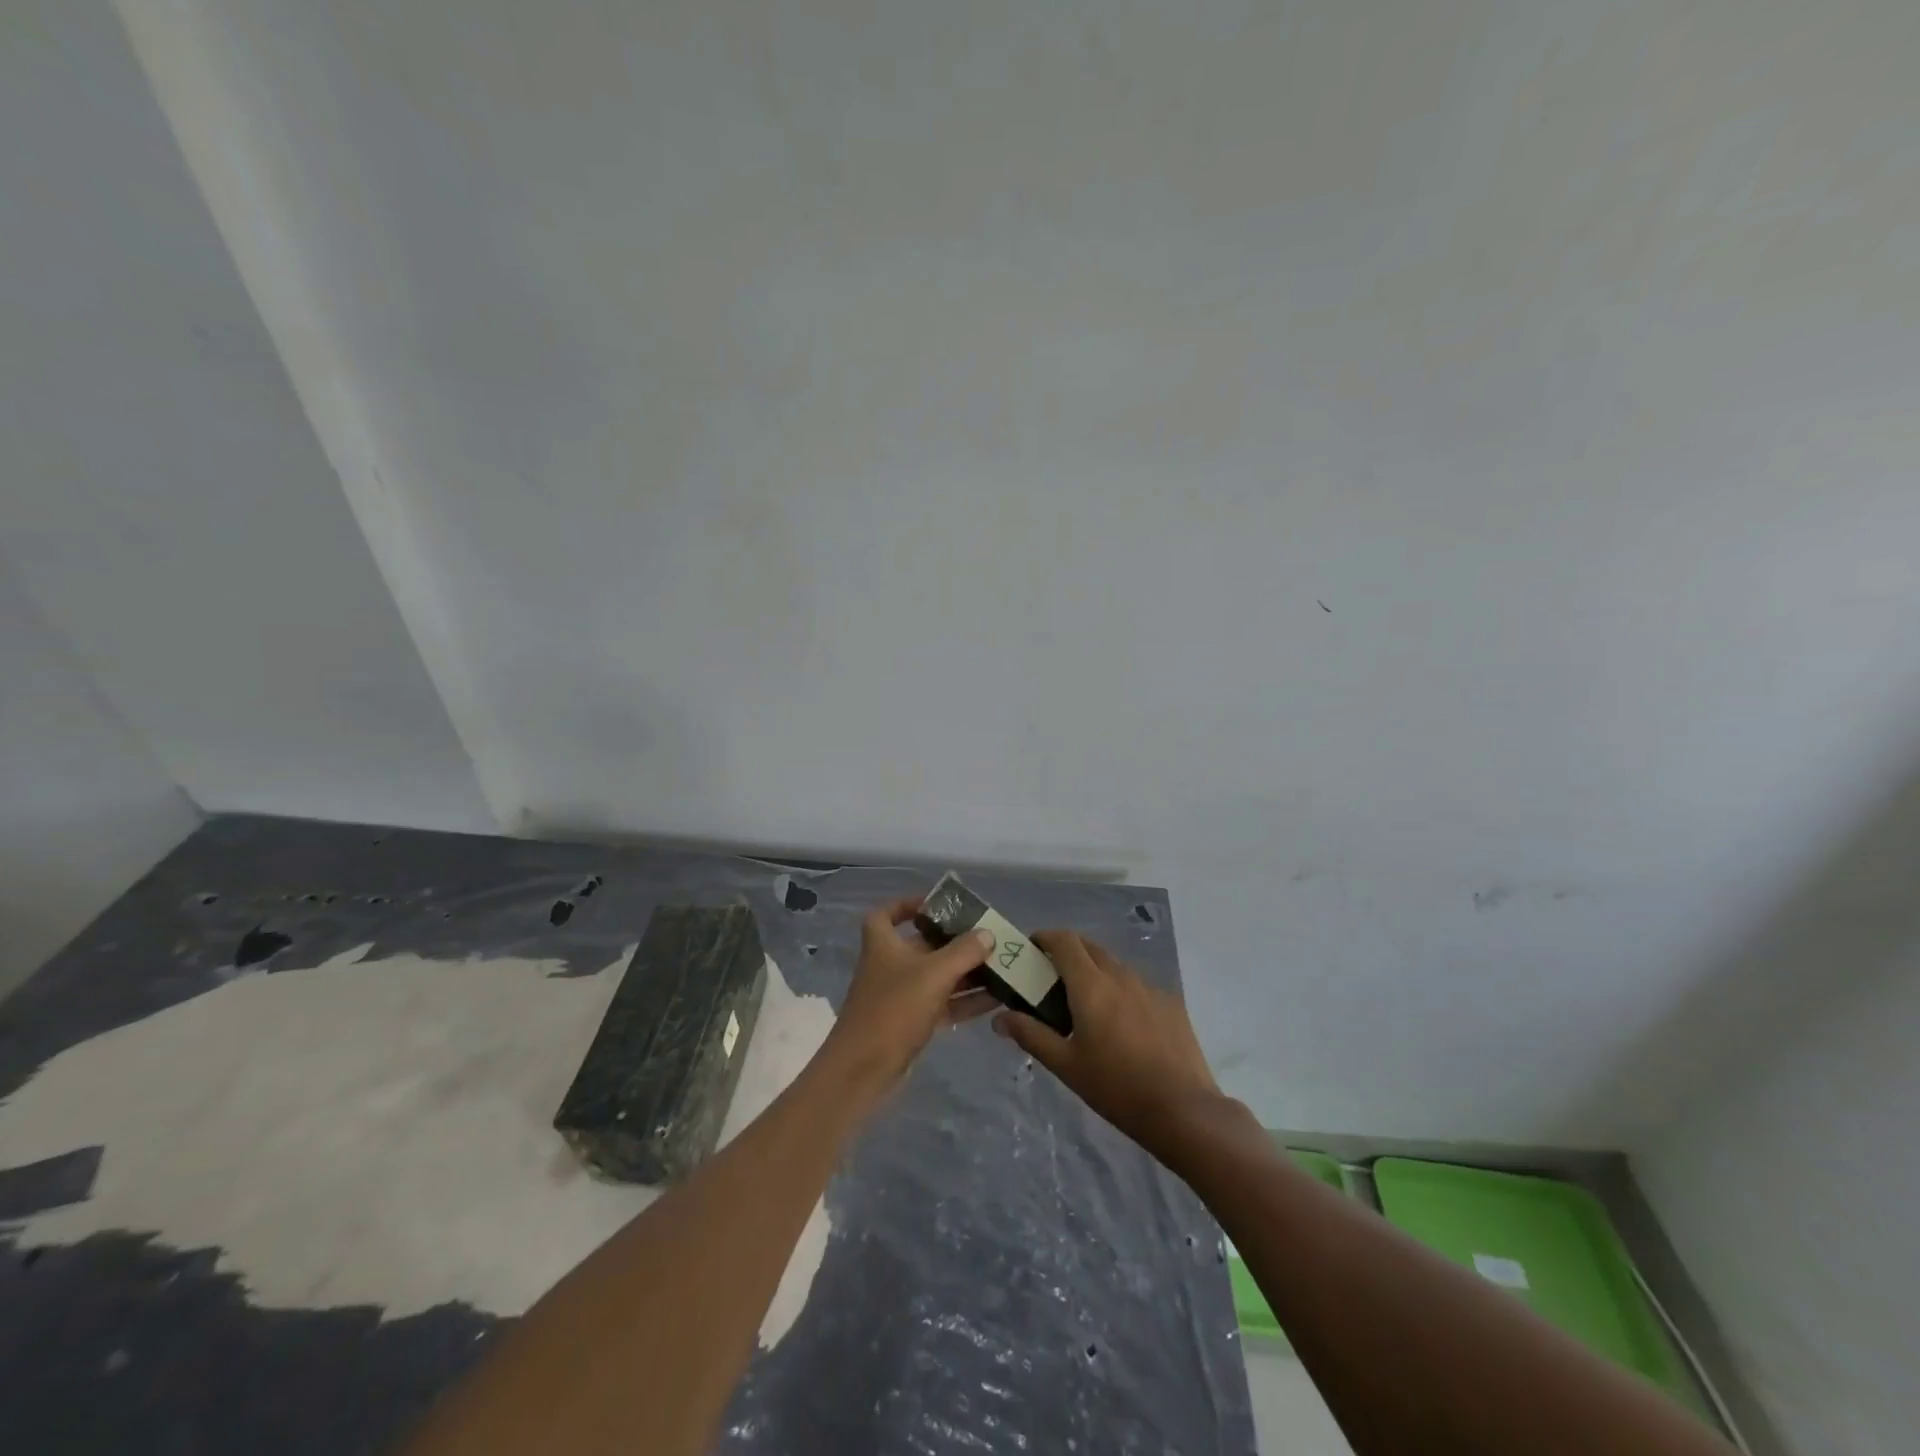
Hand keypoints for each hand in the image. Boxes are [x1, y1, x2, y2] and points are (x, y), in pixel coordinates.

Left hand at [819, 896, 997, 1099]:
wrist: (863, 1070)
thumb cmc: (893, 1009)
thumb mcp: (933, 974)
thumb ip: (963, 952)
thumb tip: (987, 934)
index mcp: (883, 944)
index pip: (887, 914)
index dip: (908, 905)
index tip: (937, 905)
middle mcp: (890, 965)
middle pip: (923, 945)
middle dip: (955, 942)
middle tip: (988, 938)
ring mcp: (900, 996)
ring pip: (937, 976)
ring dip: (966, 972)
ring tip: (1002, 967)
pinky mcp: (911, 1023)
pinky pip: (943, 1003)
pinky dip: (965, 1000)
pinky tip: (996, 999)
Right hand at [993, 931, 1222, 1161]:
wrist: (1184, 1110)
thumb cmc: (1116, 1087)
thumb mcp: (1066, 1065)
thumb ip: (1031, 1035)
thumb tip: (999, 1018)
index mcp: (1091, 985)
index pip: (1065, 940)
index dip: (1045, 937)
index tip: (1031, 950)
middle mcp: (1121, 976)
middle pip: (1090, 947)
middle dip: (1068, 953)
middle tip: (1052, 979)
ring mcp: (1150, 987)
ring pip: (1115, 966)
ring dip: (1095, 972)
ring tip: (1086, 1005)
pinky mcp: (1171, 1003)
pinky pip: (1137, 986)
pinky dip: (1121, 991)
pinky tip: (1122, 1026)